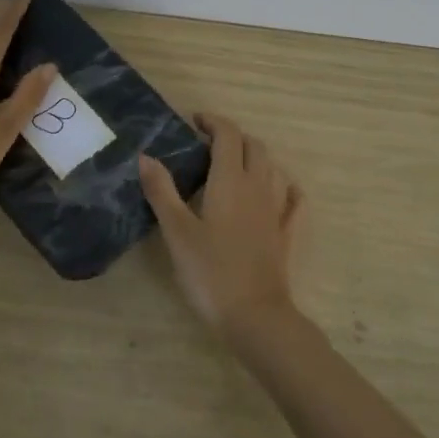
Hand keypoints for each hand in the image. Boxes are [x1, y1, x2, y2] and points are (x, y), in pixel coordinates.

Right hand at [140, 113, 301, 337]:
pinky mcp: (286, 234)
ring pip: (272, 168)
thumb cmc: (210, 271)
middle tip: (207, 144)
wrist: (254, 315)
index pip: (228, 135)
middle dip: (232, 137)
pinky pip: (293, 200)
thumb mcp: (176, 231)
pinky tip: (278, 192)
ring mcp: (277, 210)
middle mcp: (259, 187)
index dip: (212, 122)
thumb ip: (161, 191)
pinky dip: (284, 187)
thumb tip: (146, 156)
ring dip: (254, 158)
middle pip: (253, 146)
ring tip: (233, 166)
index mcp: (230, 180)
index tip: (194, 121)